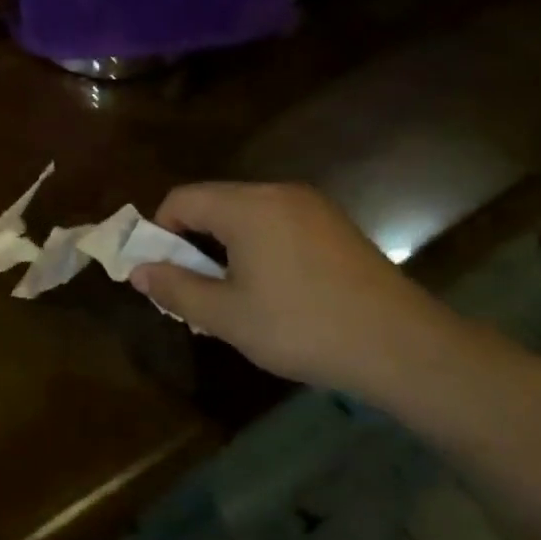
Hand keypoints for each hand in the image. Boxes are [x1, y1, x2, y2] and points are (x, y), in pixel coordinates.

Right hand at [132, 183, 469, 402]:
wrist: (402, 346)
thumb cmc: (302, 327)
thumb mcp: (227, 316)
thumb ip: (175, 289)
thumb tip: (138, 271)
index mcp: (247, 206)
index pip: (182, 199)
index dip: (159, 232)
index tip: (160, 273)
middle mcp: (278, 193)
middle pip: (214, 204)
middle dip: (192, 243)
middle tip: (192, 292)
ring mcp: (312, 207)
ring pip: (247, 216)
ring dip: (224, 249)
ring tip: (230, 297)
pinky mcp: (335, 227)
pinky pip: (278, 225)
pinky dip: (258, 248)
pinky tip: (272, 292)